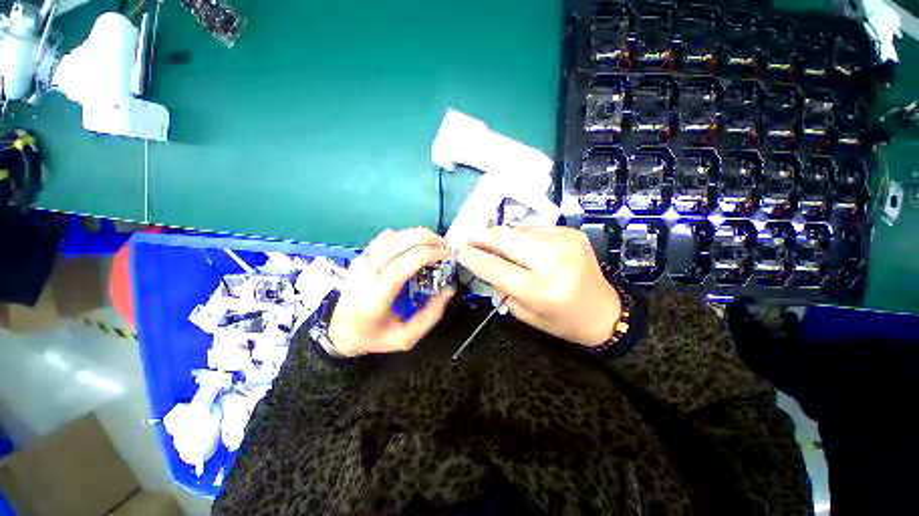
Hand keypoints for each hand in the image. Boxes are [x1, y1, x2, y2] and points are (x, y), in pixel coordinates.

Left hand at [327, 228, 454, 356]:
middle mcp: (365, 274)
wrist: (339, 332)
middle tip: (443, 245)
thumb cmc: (374, 336)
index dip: (425, 254)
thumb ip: (430, 316)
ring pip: (391, 237)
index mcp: (375, 297)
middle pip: (396, 244)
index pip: (400, 266)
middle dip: (424, 239)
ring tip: (434, 242)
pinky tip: (415, 244)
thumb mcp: (405, 338)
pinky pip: (384, 238)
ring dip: (416, 234)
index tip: (444, 255)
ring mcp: (360, 262)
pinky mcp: (360, 256)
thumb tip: (448, 289)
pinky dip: (404, 235)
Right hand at [456, 226, 620, 346]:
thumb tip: (484, 261)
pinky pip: (534, 228)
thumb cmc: (561, 320)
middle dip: (481, 235)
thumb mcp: (524, 313)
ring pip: (518, 229)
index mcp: (540, 289)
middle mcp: (553, 261)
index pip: (495, 266)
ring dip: (499, 235)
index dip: (473, 257)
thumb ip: (502, 286)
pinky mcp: (571, 233)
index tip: (458, 251)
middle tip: (467, 237)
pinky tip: (517, 244)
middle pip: (506, 238)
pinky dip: (520, 235)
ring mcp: (565, 242)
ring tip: (489, 241)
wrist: (604, 312)